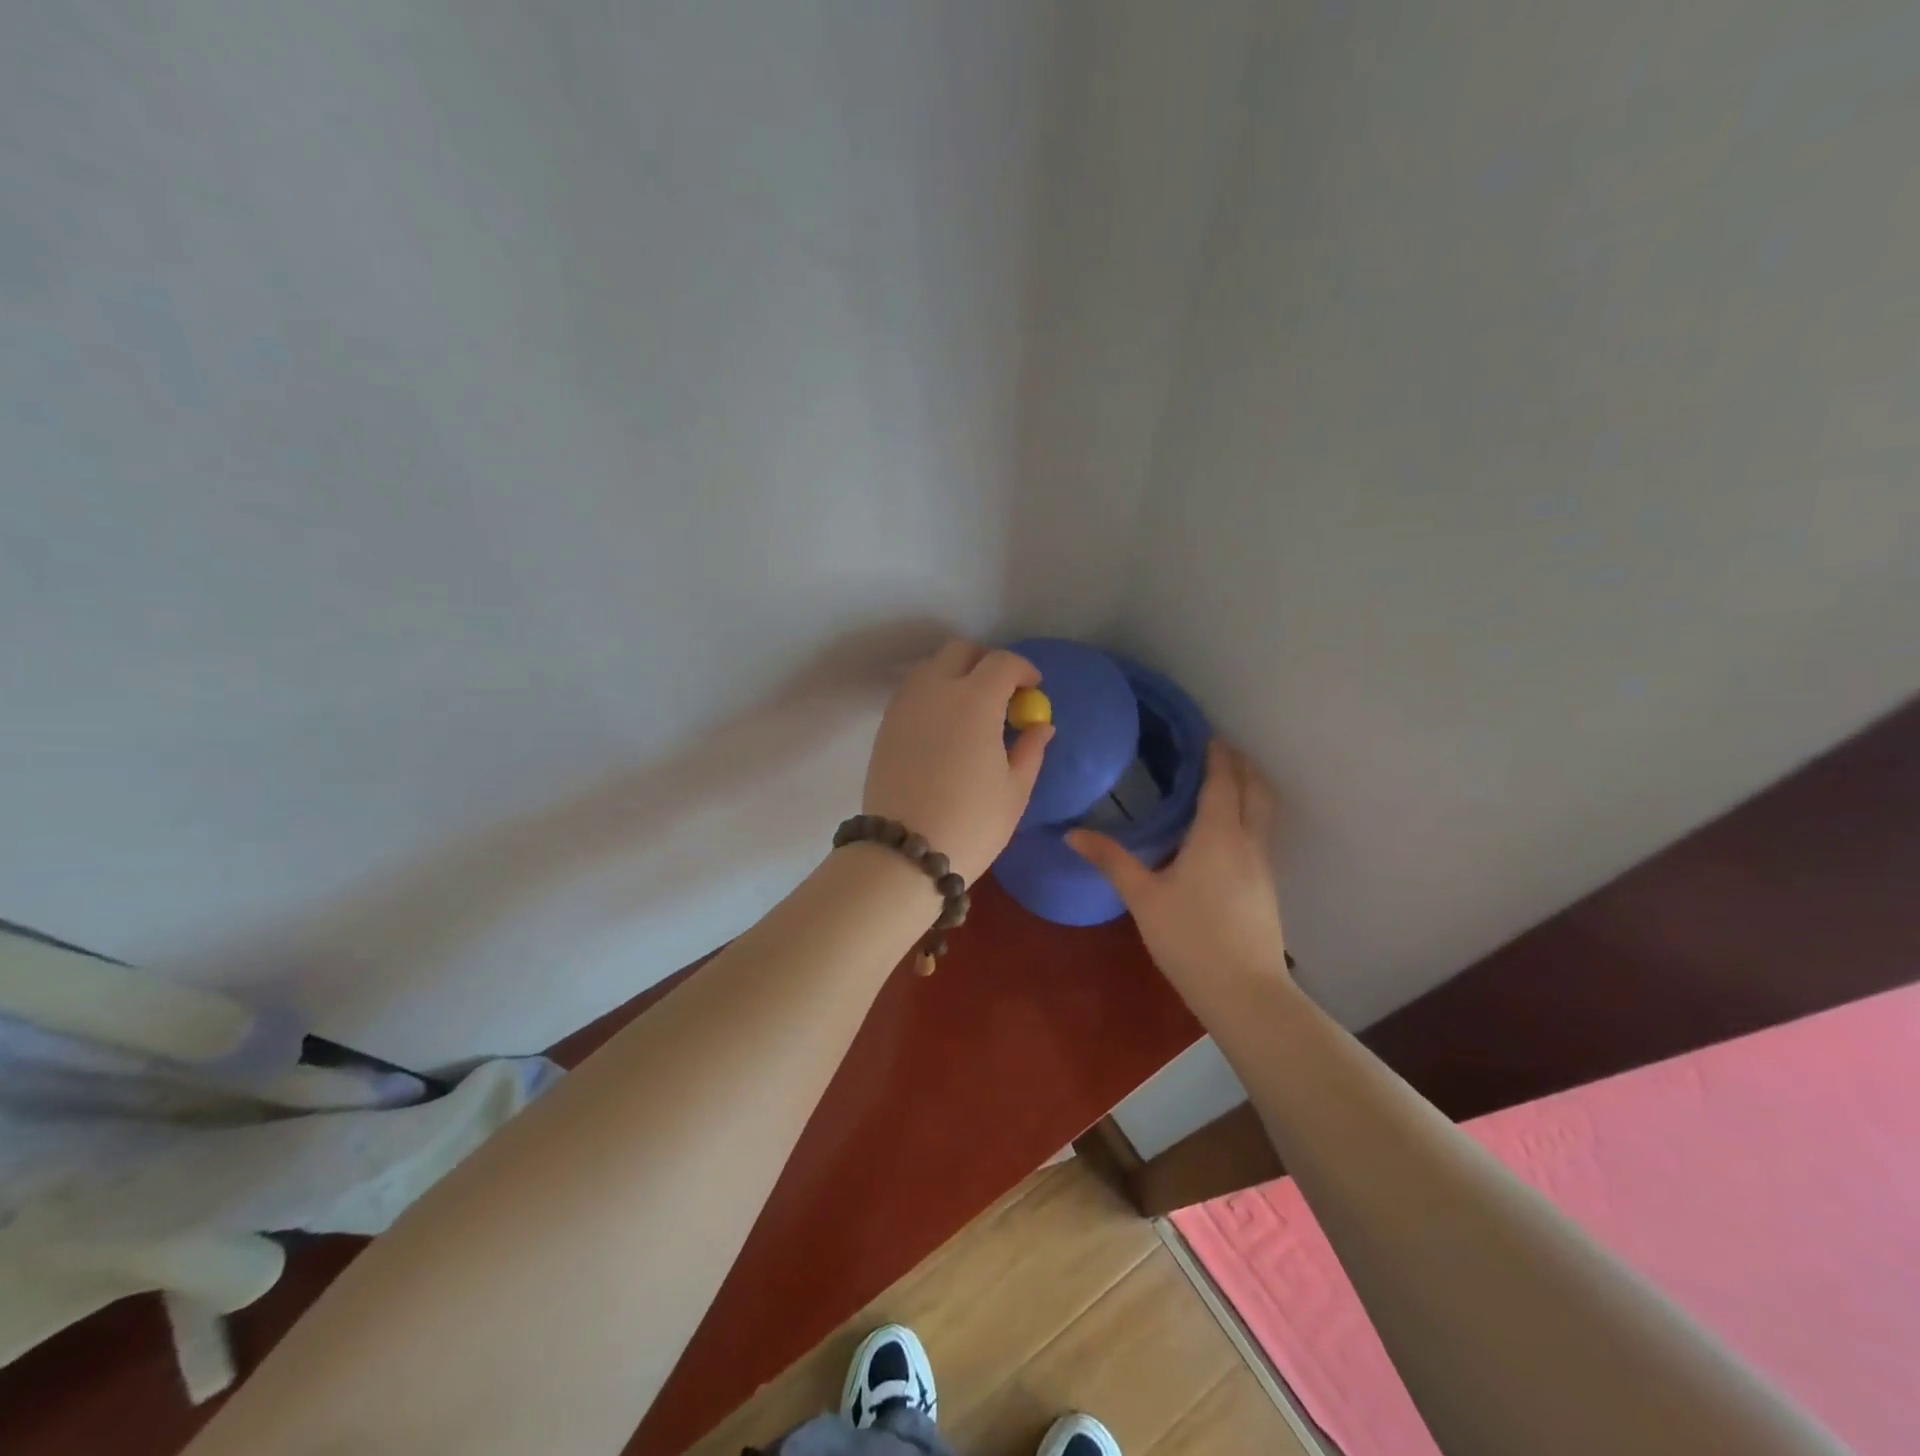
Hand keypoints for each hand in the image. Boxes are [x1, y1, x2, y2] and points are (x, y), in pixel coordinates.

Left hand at [863, 640, 1054, 883]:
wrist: (904, 853)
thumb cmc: (971, 822)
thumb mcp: (1015, 789)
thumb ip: (1031, 748)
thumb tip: (1040, 724)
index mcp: (975, 700)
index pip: (1002, 663)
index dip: (1023, 670)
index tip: (1033, 688)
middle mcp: (935, 690)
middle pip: (960, 652)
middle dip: (986, 662)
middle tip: (1002, 692)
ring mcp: (905, 705)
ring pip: (931, 667)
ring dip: (955, 674)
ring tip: (971, 708)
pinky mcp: (885, 725)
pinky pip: (912, 692)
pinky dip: (932, 693)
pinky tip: (944, 725)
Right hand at [1068, 741, 1286, 986]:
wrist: (1245, 991)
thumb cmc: (1190, 938)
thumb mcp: (1143, 898)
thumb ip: (1111, 860)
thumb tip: (1072, 833)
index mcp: (1217, 834)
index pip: (1223, 780)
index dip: (1217, 754)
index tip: (1206, 733)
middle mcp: (1248, 841)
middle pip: (1255, 788)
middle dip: (1241, 764)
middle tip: (1218, 750)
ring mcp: (1264, 864)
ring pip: (1265, 810)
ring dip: (1252, 787)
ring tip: (1228, 780)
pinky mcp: (1268, 885)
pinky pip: (1263, 832)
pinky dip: (1252, 813)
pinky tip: (1230, 829)